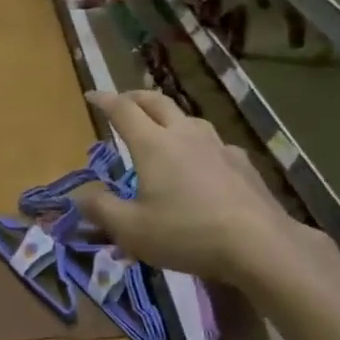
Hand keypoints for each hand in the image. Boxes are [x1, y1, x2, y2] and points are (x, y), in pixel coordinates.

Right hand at [71, 90, 328, 290]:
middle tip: (124, 102)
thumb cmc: (186, 233)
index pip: (123, 110)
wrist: (259, 244)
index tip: (91, 95)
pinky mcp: (243, 163)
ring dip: (169, 118)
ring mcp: (218, 146)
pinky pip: (213, 144)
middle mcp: (185, 134)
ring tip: (162, 131)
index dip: (104, 100)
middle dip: (136, 97)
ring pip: (188, 119)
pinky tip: (203, 164)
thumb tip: (80, 195)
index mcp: (153, 144)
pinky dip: (198, 146)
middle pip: (157, 102)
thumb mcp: (131, 230)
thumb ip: (101, 210)